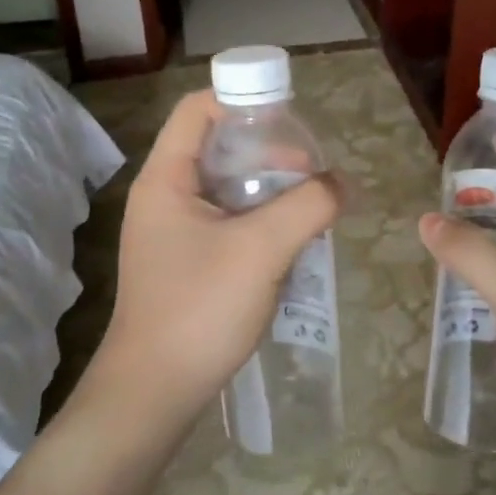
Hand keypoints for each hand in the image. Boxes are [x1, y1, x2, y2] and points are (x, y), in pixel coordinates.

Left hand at [95, 90, 342, 430]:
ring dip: (269, 189)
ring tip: (310, 205)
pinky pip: (227, 222)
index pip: (198, 110)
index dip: (243, 101)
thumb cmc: (199, 310)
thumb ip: (307, 206)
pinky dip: (260, 220)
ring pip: (227, 188)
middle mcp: (164, 196)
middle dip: (267, 151)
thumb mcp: (260, 250)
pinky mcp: (186, 261)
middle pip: (217, 146)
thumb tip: (341, 185)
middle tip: (310, 172)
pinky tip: (291, 240)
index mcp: (166, 179)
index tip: (291, 121)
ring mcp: (173, 231)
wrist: (154, 393)